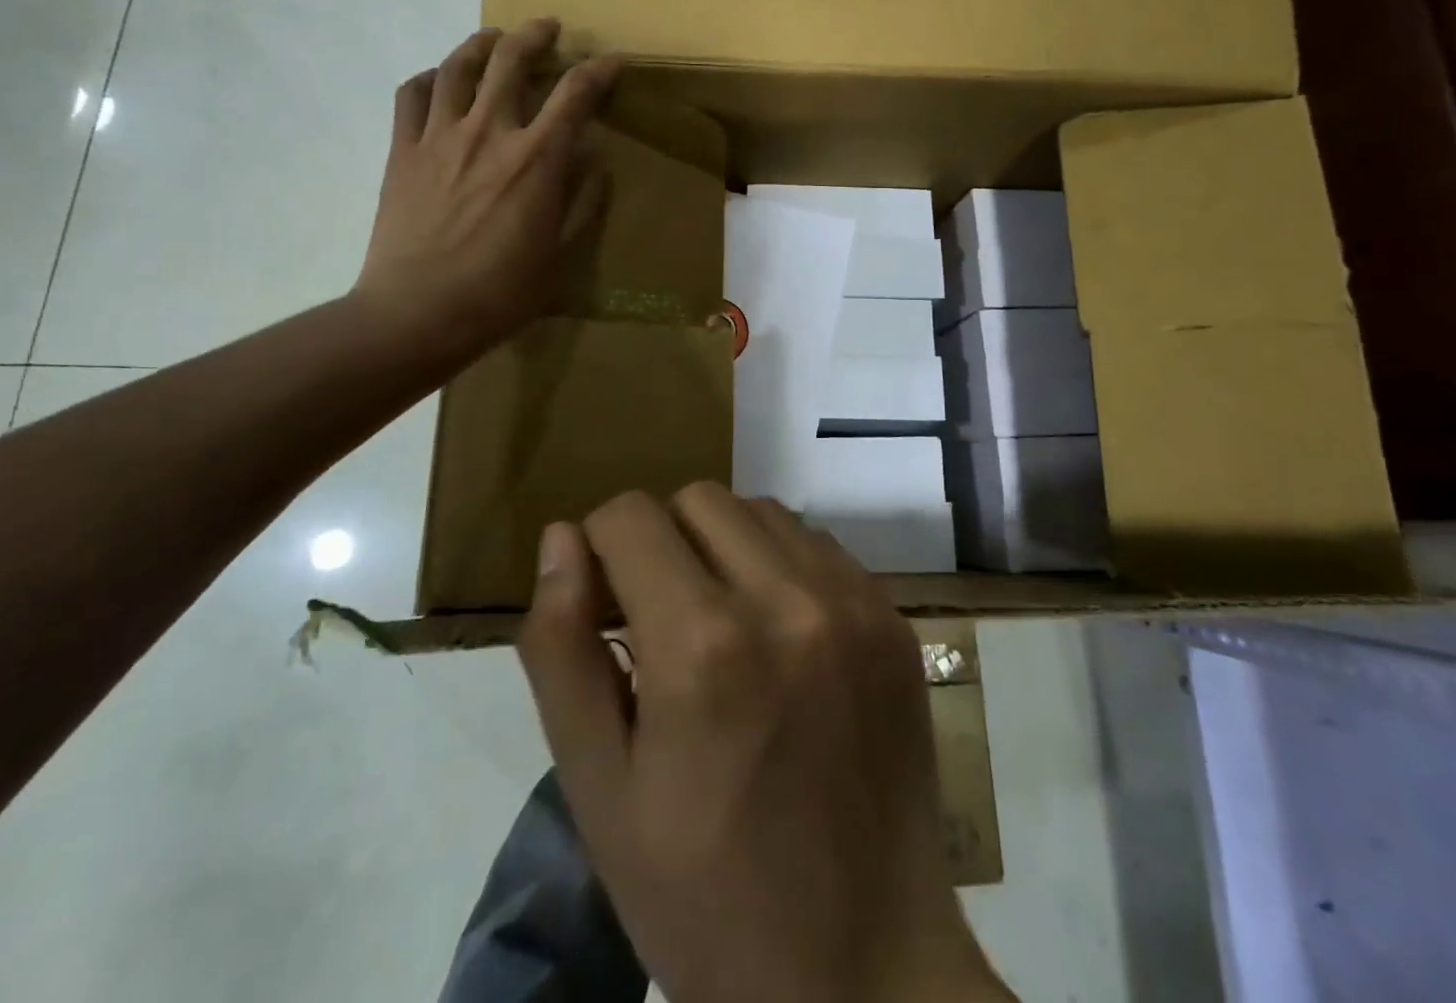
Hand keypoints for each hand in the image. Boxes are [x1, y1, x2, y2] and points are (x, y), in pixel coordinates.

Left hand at [354, 19, 618, 357]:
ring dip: (481, 43)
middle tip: (548, 28)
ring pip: (458, 66)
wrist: (417, 313)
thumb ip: (582, 203)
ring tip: (494, 38)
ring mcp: (438, 137)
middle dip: (536, 36)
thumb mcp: (560, 256)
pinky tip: (439, 80)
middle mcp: (489, 133)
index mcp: (536, 160)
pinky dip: (429, 77)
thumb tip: (594, 162)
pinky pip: (411, 95)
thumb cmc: (500, 293)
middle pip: (511, 61)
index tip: (612, 62)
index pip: (575, 95)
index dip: (598, 72)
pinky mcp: (401, 151)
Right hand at [517, 484, 1012, 1002]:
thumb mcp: (600, 790)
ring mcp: (854, 602)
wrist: (865, 970)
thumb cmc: (707, 898)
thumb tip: (561, 540)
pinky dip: (779, 566)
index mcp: (704, 646)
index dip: (599, 549)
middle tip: (656, 618)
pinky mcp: (894, 617)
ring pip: (760, 512)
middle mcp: (788, 599)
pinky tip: (777, 637)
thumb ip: (563, 650)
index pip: (630, 517)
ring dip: (721, 547)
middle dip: (659, 541)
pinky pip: (817, 546)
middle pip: (697, 499)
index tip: (602, 604)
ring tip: (718, 625)